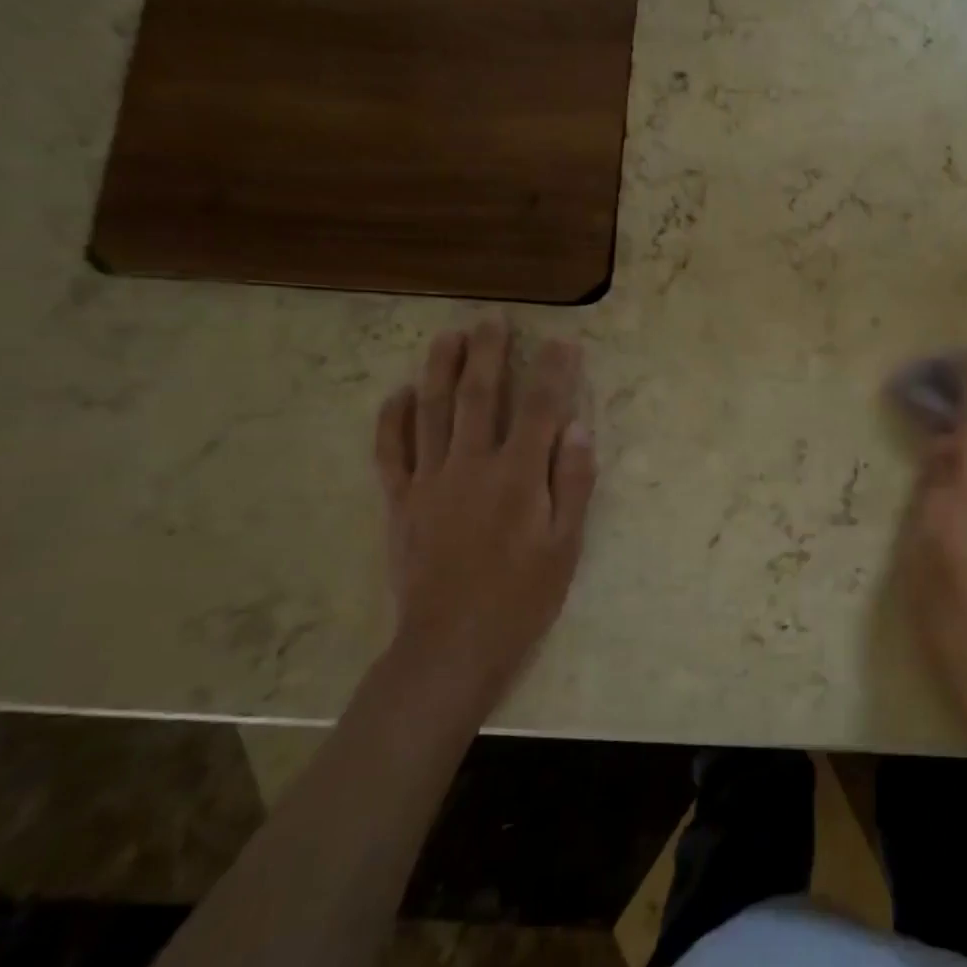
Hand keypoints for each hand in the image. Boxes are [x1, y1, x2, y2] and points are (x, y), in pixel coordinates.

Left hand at [372, 321, 595, 726]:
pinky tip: (399, 394)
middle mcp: (471, 466)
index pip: (540, 409)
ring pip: (432, 412)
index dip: (554, 372)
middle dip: (488, 354)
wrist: (451, 646)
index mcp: (518, 477)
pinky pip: (391, 451)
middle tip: (492, 320)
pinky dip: (393, 419)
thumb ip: (573, 483)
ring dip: (439, 369)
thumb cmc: (522, 598)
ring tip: (447, 336)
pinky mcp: (400, 502)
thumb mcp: (566, 546)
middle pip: (479, 396)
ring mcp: (429, 482)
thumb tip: (575, 427)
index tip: (563, 342)